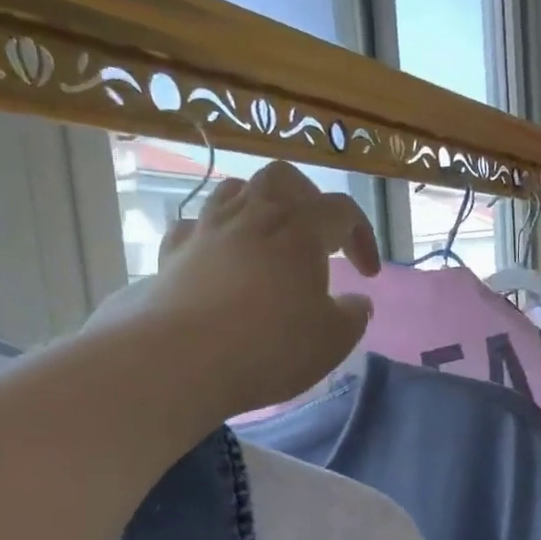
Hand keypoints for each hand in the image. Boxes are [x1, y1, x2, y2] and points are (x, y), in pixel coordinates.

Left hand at [135, 160, 379, 416]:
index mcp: (300, 232)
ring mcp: (208, 231)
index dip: (362, 236)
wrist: (182, 360)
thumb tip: (356, 302)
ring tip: (268, 239)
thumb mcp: (331, 342)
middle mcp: (253, 217)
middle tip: (317, 236)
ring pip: (235, 190)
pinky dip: (212, 234)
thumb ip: (352, 317)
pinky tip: (218, 257)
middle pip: (284, 179)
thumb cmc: (269, 348)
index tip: (366, 275)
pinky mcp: (173, 254)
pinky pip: (195, 226)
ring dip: (259, 207)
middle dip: (308, 199)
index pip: (342, 211)